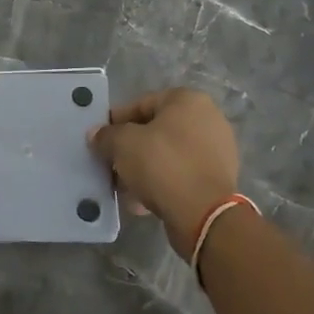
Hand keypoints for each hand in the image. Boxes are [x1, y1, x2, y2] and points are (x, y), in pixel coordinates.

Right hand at [90, 89, 238, 257]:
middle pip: (156, 130)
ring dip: (144, 169)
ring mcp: (216, 150)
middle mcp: (207, 118)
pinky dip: (162, 183)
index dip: (116, 121)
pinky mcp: (218, 178)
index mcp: (187, 100)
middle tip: (110, 165)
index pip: (141, 104)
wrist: (204, 214)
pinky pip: (181, 174)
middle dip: (130, 148)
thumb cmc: (163, 165)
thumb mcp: (123, 144)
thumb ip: (106, 135)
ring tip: (124, 188)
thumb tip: (95, 134)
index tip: (100, 139)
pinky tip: (142, 201)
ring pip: (168, 155)